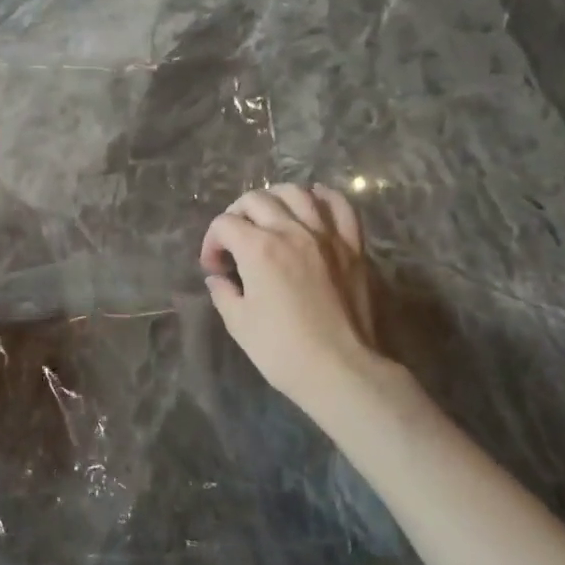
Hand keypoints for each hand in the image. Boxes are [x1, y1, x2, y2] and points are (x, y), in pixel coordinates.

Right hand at [199, 183, 393, 417]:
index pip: (224, 225)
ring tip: (268, 217)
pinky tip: (312, 204)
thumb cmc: (282, 350)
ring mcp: (326, 236)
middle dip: (236, 215)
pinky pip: (340, 206)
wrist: (341, 370)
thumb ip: (224, 292)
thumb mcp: (239, 323)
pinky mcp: (353, 247)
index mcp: (258, 249)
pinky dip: (322, 198)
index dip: (211, 243)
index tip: (215, 269)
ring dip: (274, 199)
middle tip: (234, 241)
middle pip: (256, 200)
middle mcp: (292, 231)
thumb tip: (218, 278)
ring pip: (297, 193)